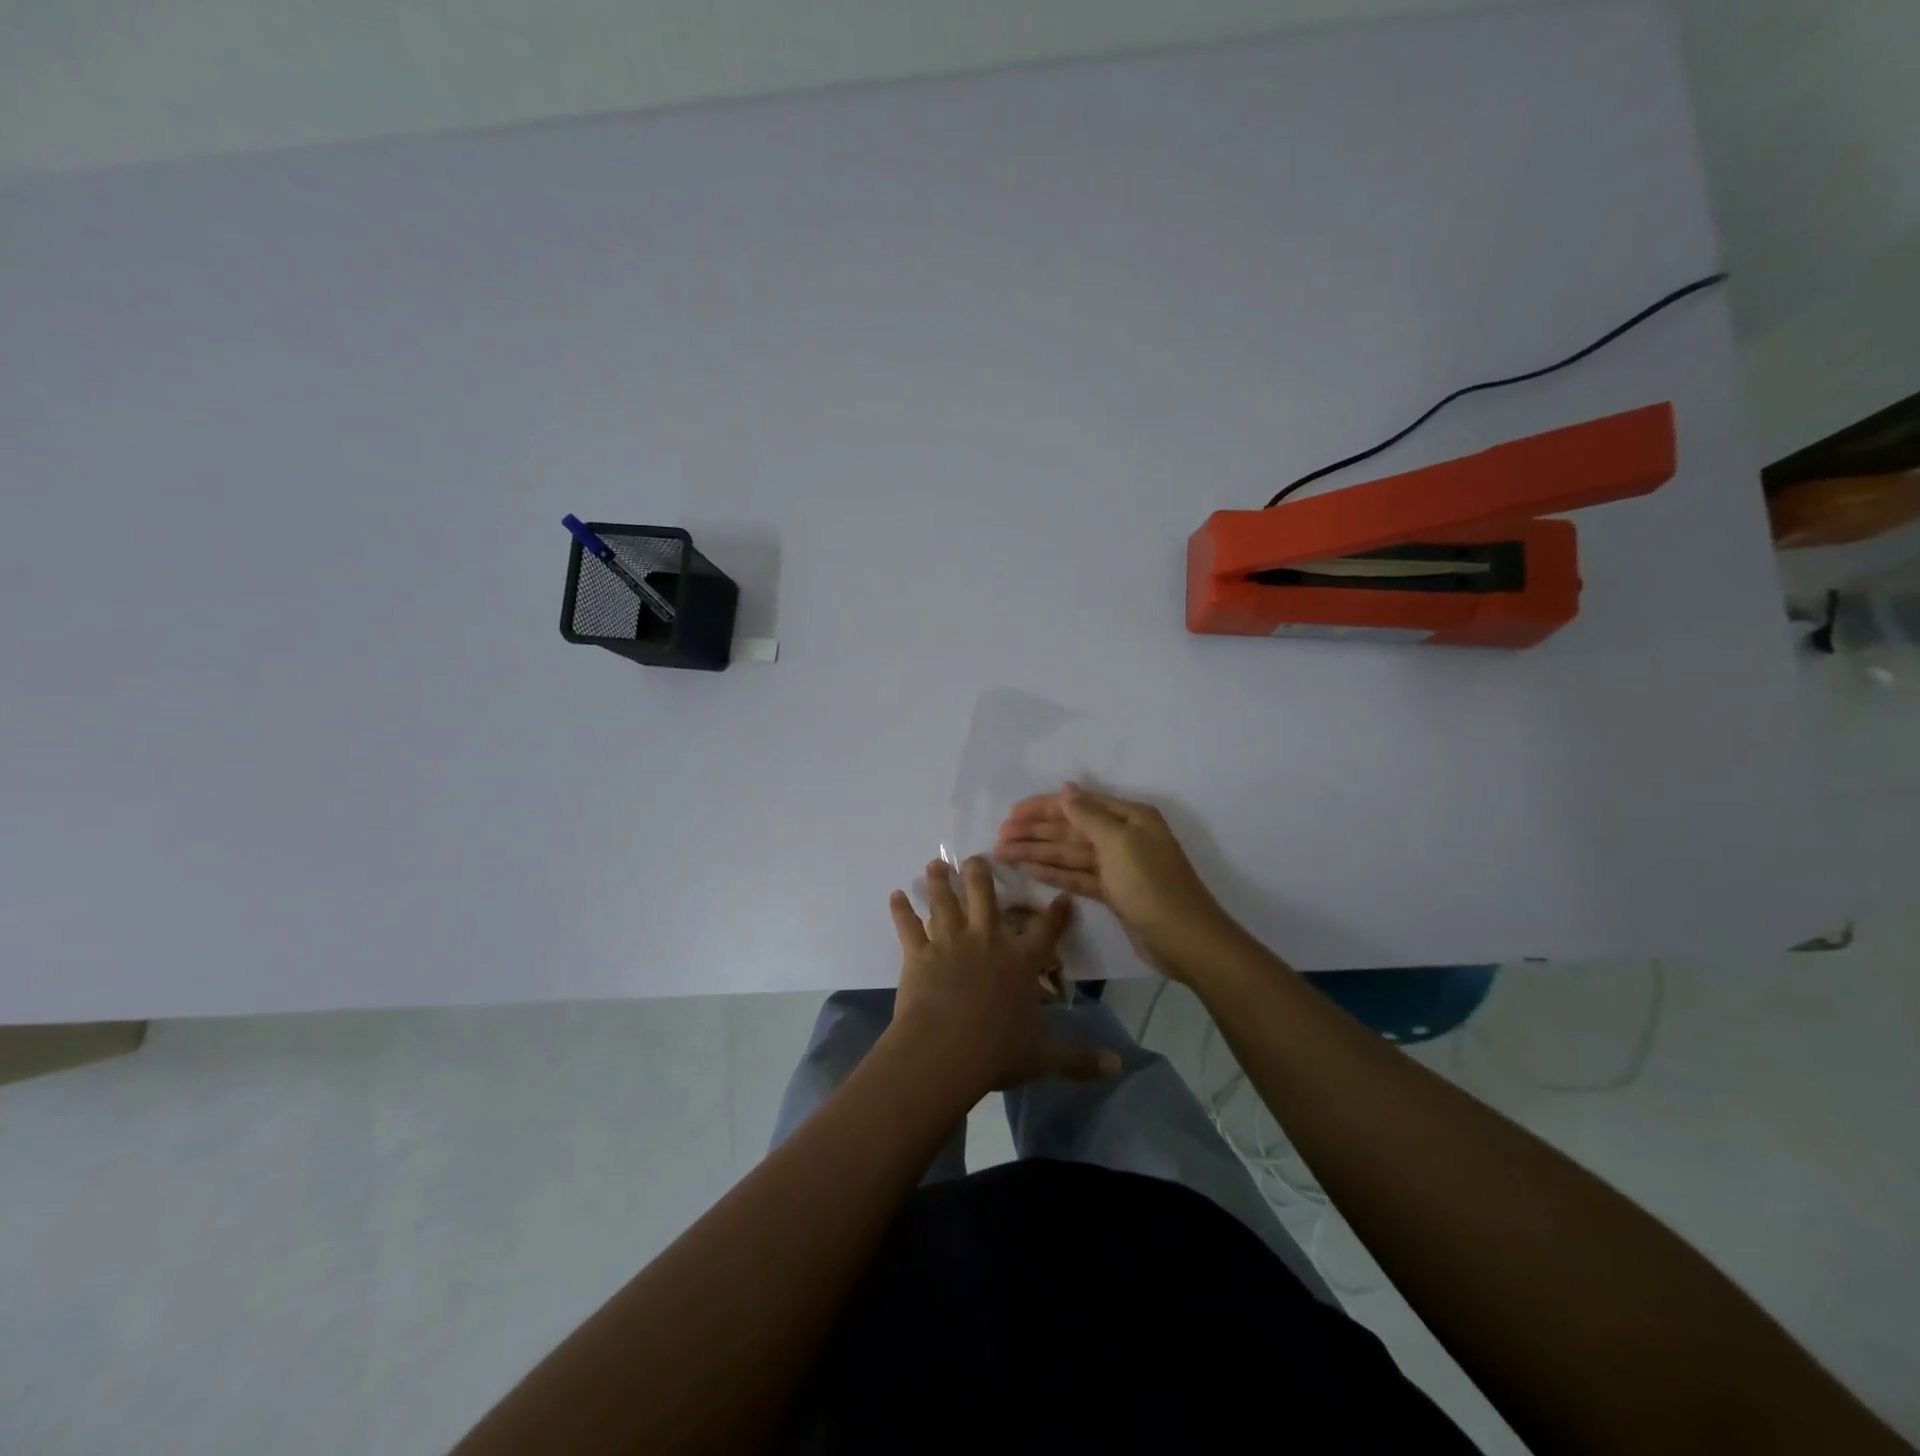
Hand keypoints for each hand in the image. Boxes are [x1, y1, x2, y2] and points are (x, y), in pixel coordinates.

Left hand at [886, 857, 1119, 1097]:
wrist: (946, 1050)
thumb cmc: (998, 1052)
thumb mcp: (1045, 1056)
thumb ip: (1080, 1059)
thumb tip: (1118, 1067)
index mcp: (1020, 961)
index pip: (1045, 930)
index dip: (1056, 913)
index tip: (1062, 896)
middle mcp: (987, 941)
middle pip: (985, 896)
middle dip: (980, 874)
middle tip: (975, 858)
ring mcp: (951, 943)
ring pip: (944, 901)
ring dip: (939, 881)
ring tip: (935, 865)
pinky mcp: (919, 953)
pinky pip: (908, 926)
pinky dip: (901, 910)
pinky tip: (895, 895)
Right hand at [994, 783, 1240, 980]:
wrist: (1185, 940)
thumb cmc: (1152, 884)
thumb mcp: (1120, 843)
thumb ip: (1089, 815)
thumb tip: (1067, 789)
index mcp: (1129, 817)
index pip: (1077, 805)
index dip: (1043, 808)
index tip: (1010, 815)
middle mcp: (1122, 836)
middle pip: (1071, 829)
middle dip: (1035, 832)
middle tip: (999, 837)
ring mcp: (1117, 866)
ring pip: (1069, 854)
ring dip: (1038, 852)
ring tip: (1004, 854)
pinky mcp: (1113, 892)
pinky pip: (1077, 876)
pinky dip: (1053, 873)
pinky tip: (1028, 870)